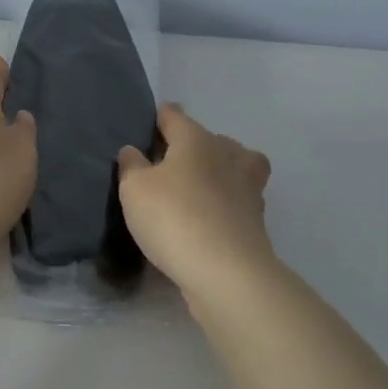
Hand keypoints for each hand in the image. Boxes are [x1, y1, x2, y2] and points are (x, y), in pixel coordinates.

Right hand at [118, 103, 272, 296]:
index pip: (175, 117)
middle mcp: (228, 155)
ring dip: (216, 173)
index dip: (162, 117)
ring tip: (194, 188)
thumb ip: (131, 165)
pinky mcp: (255, 220)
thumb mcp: (134, 189)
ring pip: (232, 167)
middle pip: (210, 140)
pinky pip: (235, 201)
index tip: (152, 122)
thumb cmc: (174, 217)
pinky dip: (224, 204)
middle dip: (193, 146)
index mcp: (197, 140)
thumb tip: (134, 151)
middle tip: (169, 163)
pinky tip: (207, 217)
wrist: (226, 271)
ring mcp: (247, 188)